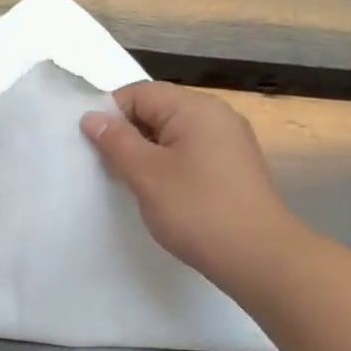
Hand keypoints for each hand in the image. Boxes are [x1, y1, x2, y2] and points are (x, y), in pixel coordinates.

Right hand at [81, 82, 298, 289]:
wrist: (258, 256)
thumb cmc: (197, 209)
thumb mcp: (147, 174)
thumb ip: (116, 142)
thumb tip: (92, 117)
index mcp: (195, 107)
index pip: (139, 93)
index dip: (111, 116)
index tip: (95, 149)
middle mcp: (217, 115)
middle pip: (158, 111)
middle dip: (129, 136)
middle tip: (110, 170)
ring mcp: (230, 142)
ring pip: (175, 135)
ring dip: (149, 154)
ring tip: (135, 185)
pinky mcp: (235, 168)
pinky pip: (192, 154)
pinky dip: (172, 167)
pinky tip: (165, 195)